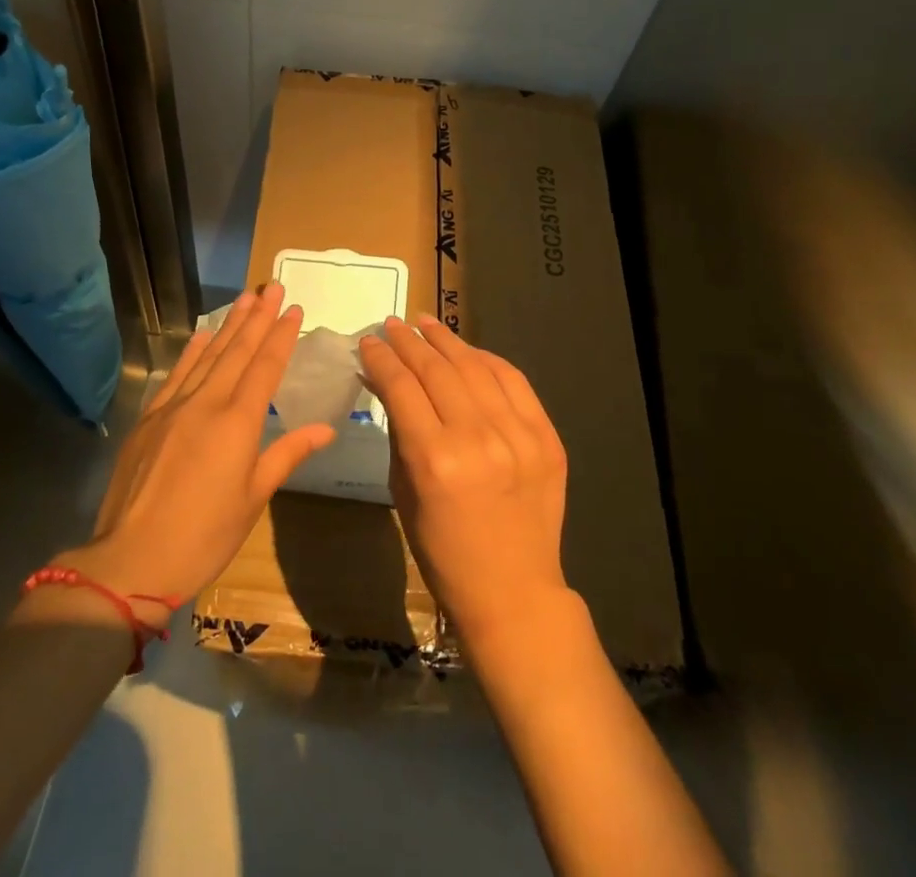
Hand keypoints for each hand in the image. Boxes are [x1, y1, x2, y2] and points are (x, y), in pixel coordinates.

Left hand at [59, 284, 334, 609]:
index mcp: (238, 422)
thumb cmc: (204, 536)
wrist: (131, 559)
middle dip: (258, 317)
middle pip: (237, 351)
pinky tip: (202, 334)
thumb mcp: (253, 498)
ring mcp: (174, 407)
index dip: (281, 335)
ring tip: (246, 298)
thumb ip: (286, 454)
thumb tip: (325, 428)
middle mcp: (207, 403)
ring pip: (208, 356)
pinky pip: (177, 374)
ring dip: (229, 325)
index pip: (266, 367)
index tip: (294, 308)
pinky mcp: (150, 418)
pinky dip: (192, 351)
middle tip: (272, 287)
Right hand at [359, 315, 569, 643]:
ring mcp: (518, 435)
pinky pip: (514, 381)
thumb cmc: (442, 550)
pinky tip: (467, 350)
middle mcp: (478, 439)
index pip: (401, 386)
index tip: (369, 340)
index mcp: (434, 459)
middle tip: (393, 325)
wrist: (512, 591)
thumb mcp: (403, 489)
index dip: (381, 357)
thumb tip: (381, 378)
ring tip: (425, 323)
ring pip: (475, 366)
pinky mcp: (546, 437)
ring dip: (446, 340)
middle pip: (436, 369)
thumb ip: (396, 427)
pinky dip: (487, 359)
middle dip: (408, 342)